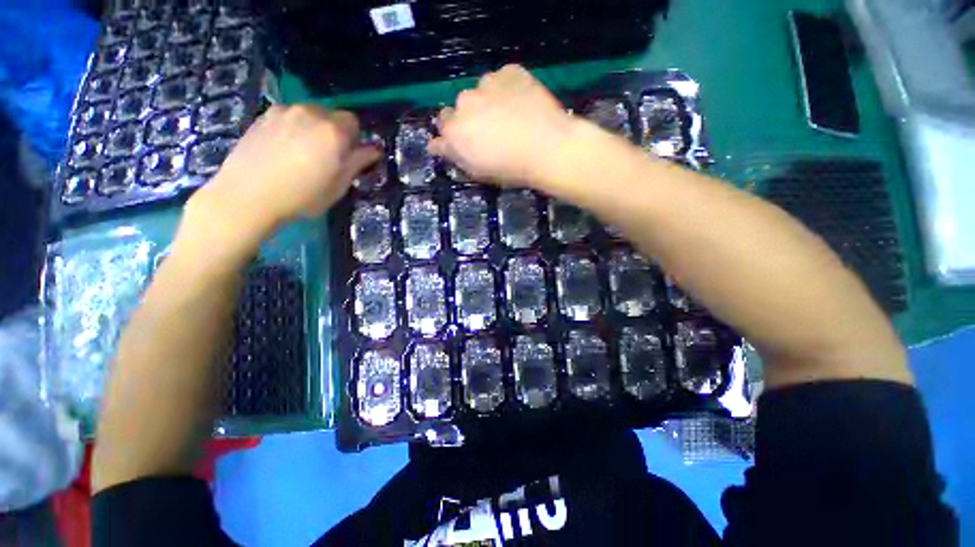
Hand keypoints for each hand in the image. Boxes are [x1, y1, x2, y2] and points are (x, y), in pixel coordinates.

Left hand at [191, 105, 379, 235]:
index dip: (354, 139)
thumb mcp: (339, 185)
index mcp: (334, 132)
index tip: (347, 156)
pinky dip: (293, 127)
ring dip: (313, 128)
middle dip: (334, 132)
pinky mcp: (263, 115)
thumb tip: (374, 150)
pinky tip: (283, 148)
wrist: (248, 195)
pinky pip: (288, 116)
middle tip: (326, 156)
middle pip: (332, 115)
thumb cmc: (302, 196)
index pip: (354, 123)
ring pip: (309, 113)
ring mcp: (284, 111)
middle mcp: (311, 113)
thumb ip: (358, 163)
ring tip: (302, 152)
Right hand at [428, 65, 577, 185]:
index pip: (443, 125)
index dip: (454, 133)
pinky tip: (522, 103)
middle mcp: (464, 102)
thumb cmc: (511, 169)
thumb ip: (454, 154)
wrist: (547, 147)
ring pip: (482, 91)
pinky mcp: (510, 72)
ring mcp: (487, 83)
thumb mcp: (477, 171)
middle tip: (492, 131)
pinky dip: (508, 88)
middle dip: (471, 116)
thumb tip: (435, 144)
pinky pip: (503, 79)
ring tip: (510, 116)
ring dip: (489, 101)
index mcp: (454, 130)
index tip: (466, 141)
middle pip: (462, 106)